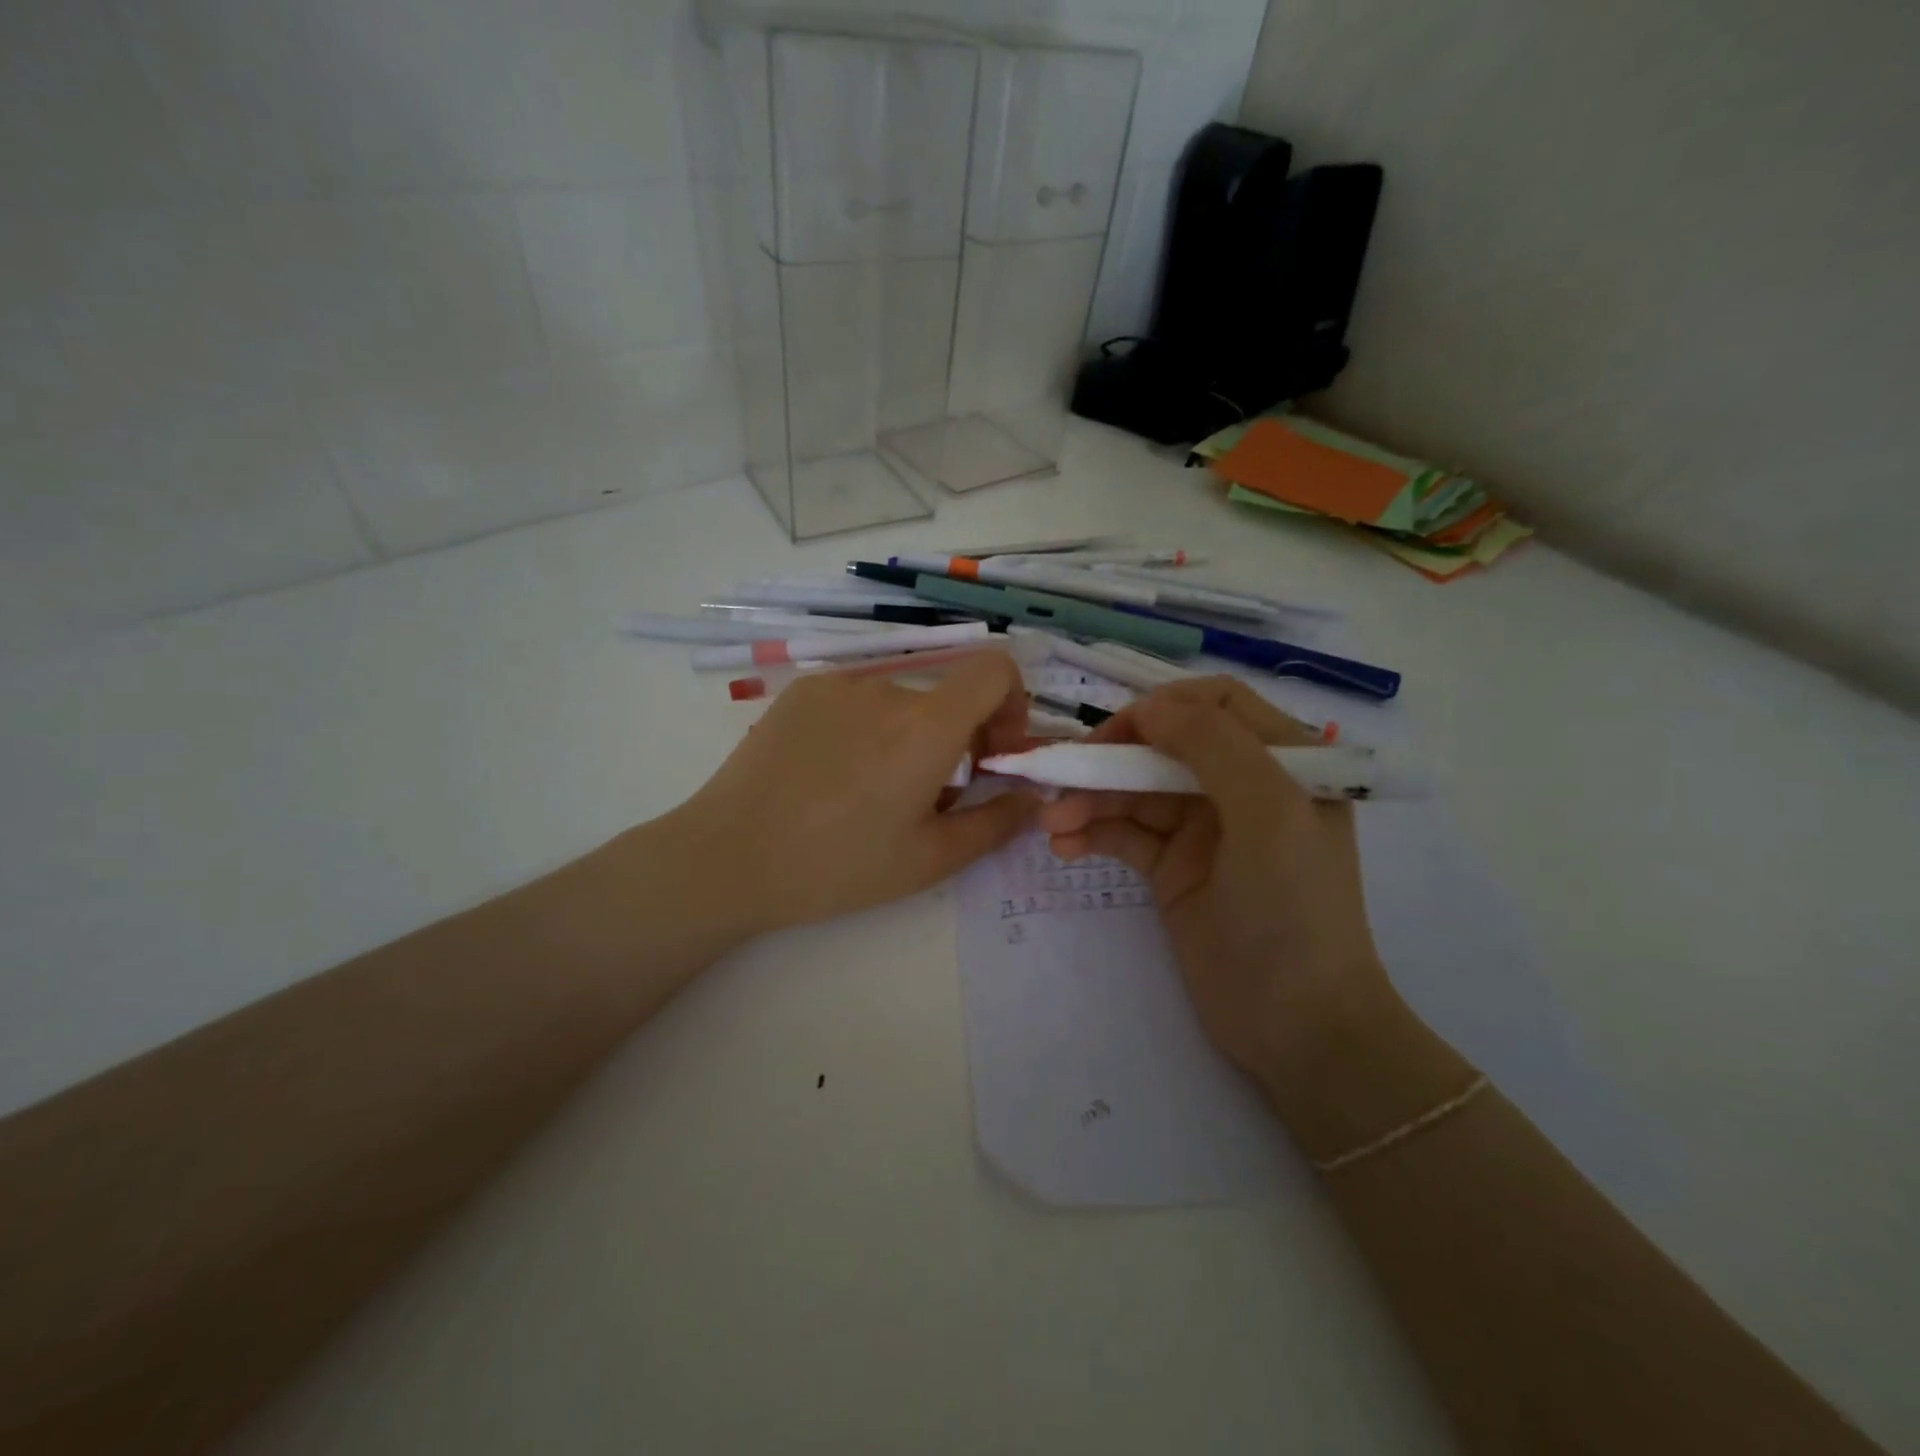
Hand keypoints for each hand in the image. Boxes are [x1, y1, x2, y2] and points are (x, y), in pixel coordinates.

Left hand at [676, 651, 1038, 933]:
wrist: (729, 856)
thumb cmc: (837, 866)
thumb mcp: (930, 859)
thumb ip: (996, 823)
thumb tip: (1033, 797)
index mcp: (927, 725)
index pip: (995, 668)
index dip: (1012, 703)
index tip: (993, 753)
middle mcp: (886, 688)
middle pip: (947, 695)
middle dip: (958, 738)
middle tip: (930, 796)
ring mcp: (838, 684)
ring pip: (901, 701)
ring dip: (909, 736)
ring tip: (872, 792)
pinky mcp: (801, 690)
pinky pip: (858, 699)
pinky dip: (867, 727)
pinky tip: (833, 774)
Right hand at [1036, 677, 1394, 1093]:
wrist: (1297, 1027)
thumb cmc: (1294, 910)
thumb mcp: (1269, 813)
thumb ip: (1213, 746)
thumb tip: (1150, 709)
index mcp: (1282, 760)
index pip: (1215, 703)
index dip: (1162, 708)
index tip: (1116, 735)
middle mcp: (1241, 784)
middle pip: (1163, 746)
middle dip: (1110, 758)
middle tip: (1060, 776)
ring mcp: (1203, 828)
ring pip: (1135, 791)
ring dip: (1091, 799)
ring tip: (1051, 825)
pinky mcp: (1173, 868)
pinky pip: (1125, 834)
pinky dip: (1092, 834)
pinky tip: (1064, 847)